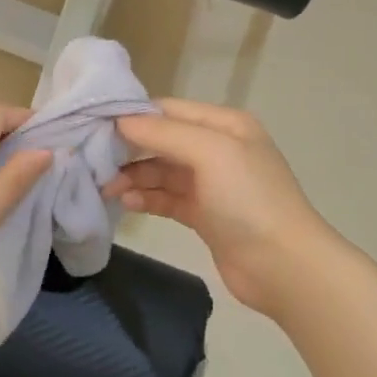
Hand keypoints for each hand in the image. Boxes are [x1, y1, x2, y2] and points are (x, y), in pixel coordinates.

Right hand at [107, 98, 336, 318]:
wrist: (283, 265)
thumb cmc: (249, 199)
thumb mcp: (210, 153)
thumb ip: (164, 134)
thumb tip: (120, 121)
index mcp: (225, 125)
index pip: (169, 110)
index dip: (134, 116)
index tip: (95, 125)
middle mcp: (218, 149)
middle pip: (162, 141)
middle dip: (129, 149)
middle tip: (93, 160)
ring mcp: (211, 184)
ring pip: (161, 172)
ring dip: (133, 177)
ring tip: (106, 188)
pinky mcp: (204, 215)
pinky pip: (166, 198)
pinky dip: (146, 198)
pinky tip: (126, 202)